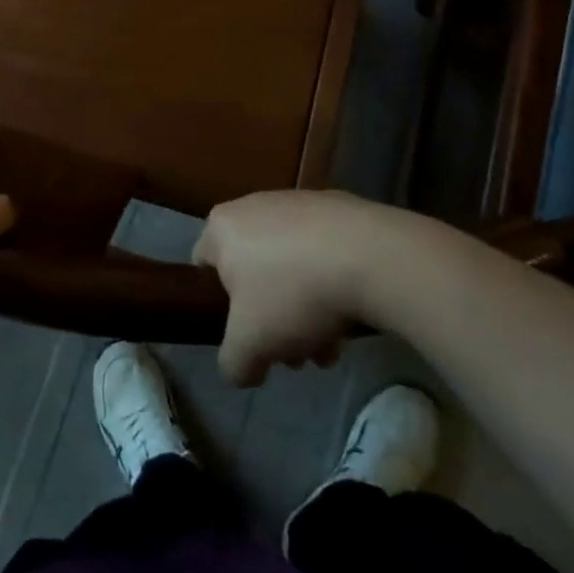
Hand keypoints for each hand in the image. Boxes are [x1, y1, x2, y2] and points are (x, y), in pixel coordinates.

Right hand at [192, 189, 394, 387]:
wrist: (369, 255)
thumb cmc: (292, 293)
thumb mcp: (249, 345)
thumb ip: (233, 363)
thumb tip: (241, 369)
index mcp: (222, 226)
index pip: (204, 267)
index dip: (219, 309)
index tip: (245, 337)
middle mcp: (253, 205)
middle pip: (253, 274)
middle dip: (273, 320)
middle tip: (295, 355)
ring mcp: (297, 202)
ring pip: (290, 267)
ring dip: (305, 311)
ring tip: (330, 346)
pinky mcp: (337, 207)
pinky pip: (322, 253)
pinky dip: (330, 283)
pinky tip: (352, 317)